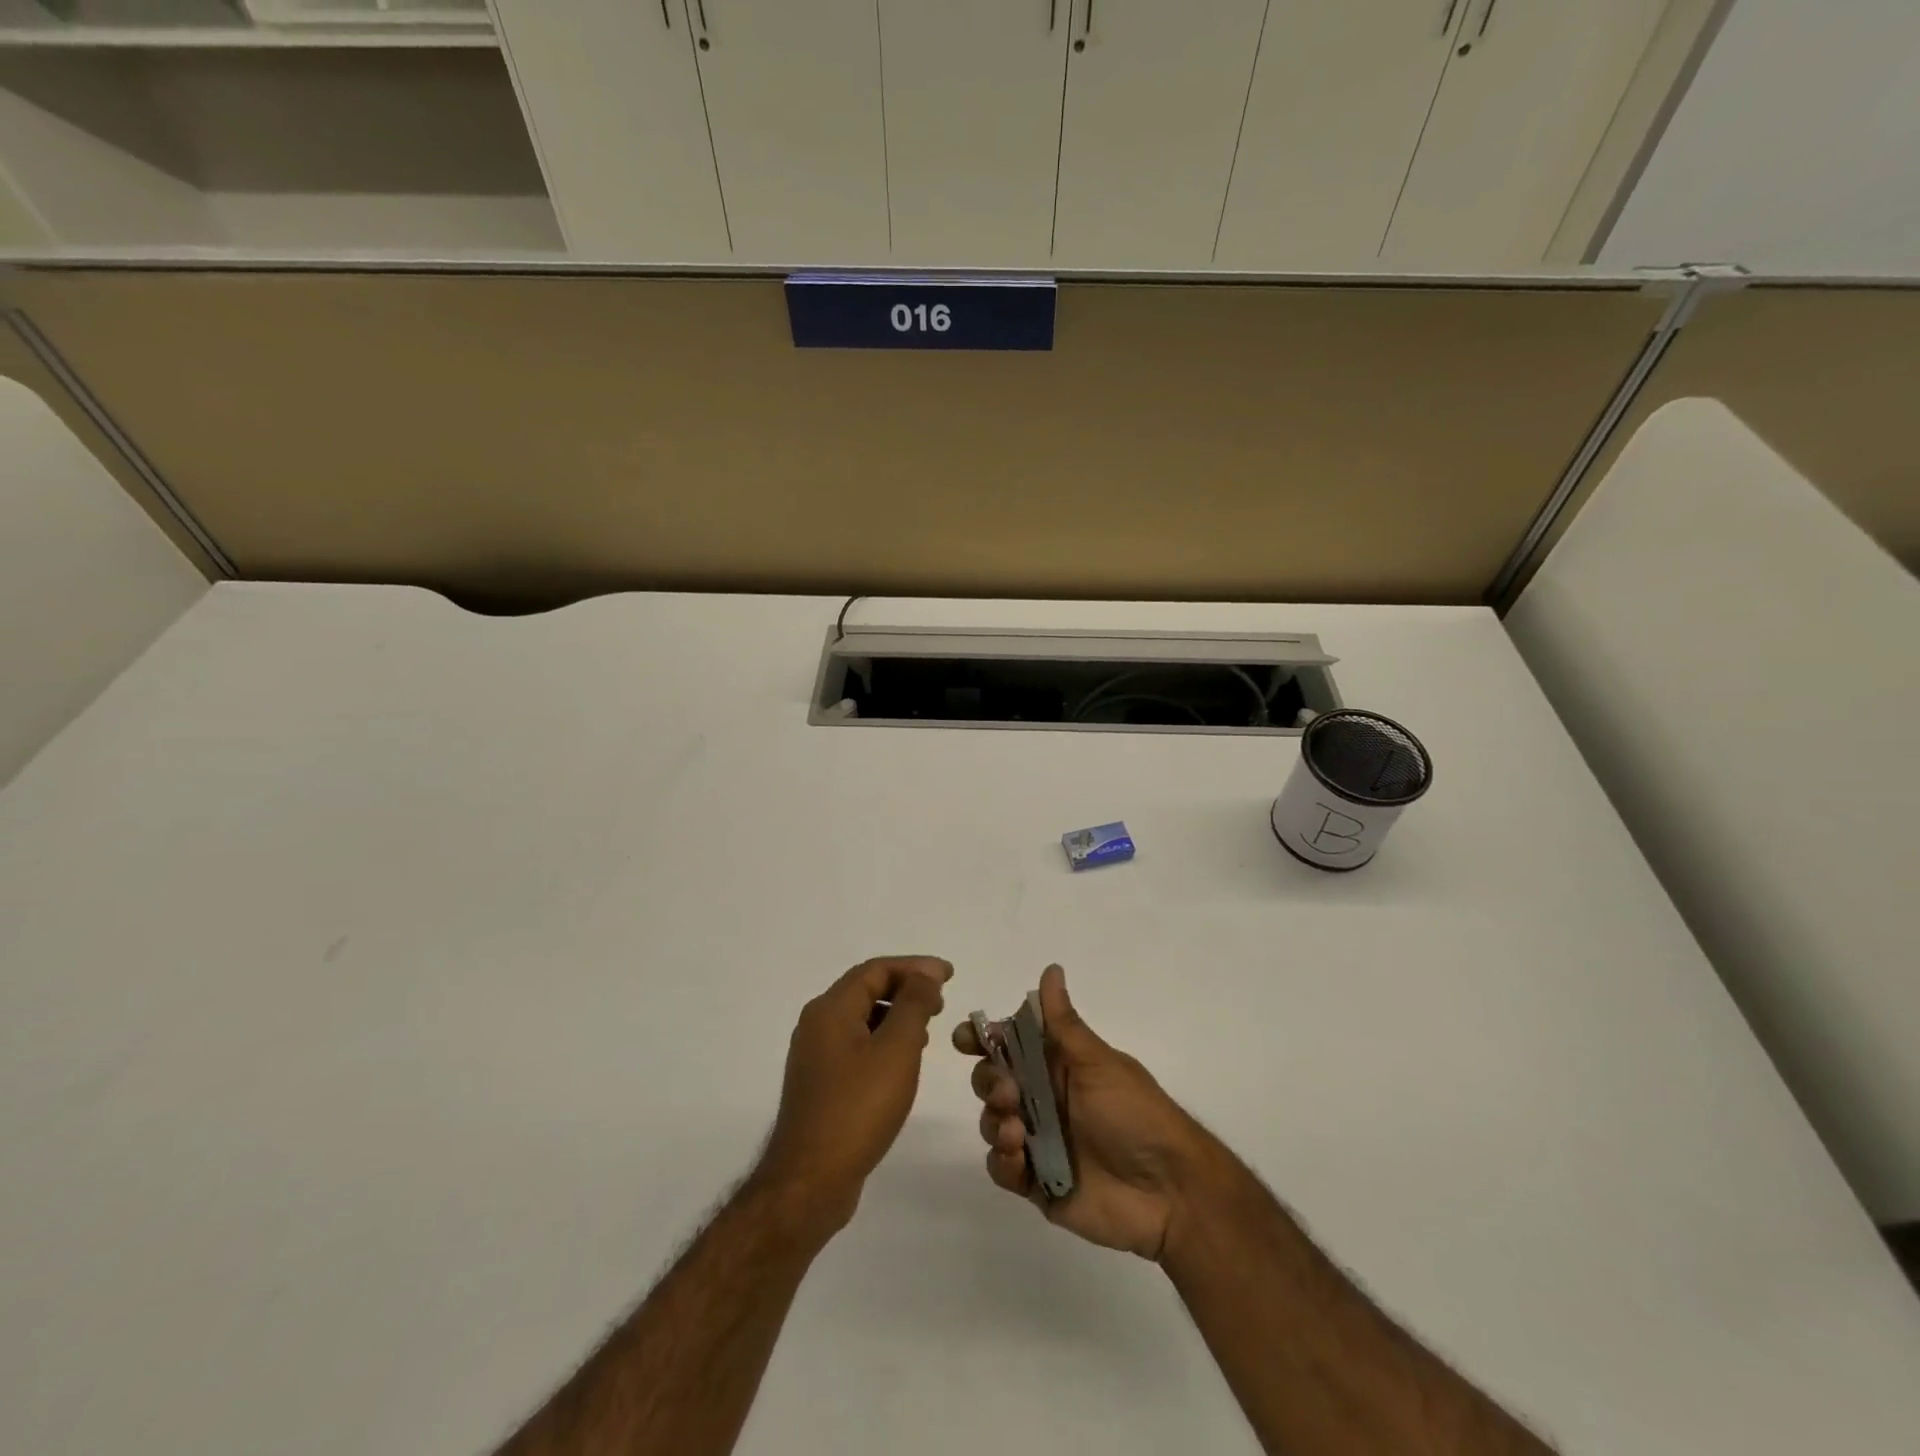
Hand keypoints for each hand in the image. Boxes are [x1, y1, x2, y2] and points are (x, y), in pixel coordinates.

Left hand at [756, 956, 951, 1233]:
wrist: (810, 1181)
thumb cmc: (858, 1108)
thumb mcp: (896, 1049)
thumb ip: (913, 1005)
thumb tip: (925, 974)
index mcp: (830, 1009)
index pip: (876, 970)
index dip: (915, 966)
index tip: (949, 974)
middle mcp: (817, 1024)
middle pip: (866, 990)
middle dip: (906, 988)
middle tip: (941, 1000)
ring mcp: (815, 1056)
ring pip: (861, 1018)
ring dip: (896, 1015)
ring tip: (928, 1028)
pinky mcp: (820, 1084)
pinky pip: (856, 1045)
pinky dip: (883, 1040)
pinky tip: (902, 1061)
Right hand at [955, 963, 1211, 1260]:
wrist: (1169, 1191)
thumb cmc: (1135, 1114)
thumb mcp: (1098, 1063)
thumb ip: (1064, 1023)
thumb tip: (1051, 968)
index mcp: (1056, 1064)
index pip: (1008, 1043)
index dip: (982, 1039)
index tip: (967, 1040)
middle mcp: (1042, 1098)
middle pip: (990, 1080)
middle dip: (988, 1082)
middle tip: (1008, 1092)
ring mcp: (1037, 1140)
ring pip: (991, 1122)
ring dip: (995, 1122)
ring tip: (1018, 1133)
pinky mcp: (1036, 1182)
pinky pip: (1001, 1168)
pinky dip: (1003, 1161)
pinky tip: (1020, 1161)